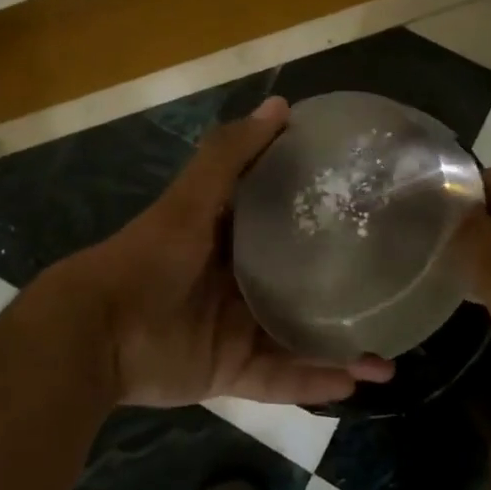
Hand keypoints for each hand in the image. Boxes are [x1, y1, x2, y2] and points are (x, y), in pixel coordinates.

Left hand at [44, 97, 393, 407]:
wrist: (98, 331)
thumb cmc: (151, 256)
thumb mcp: (193, 198)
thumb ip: (232, 154)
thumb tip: (281, 105)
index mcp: (231, 238)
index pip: (285, 224)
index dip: (322, 220)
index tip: (367, 216)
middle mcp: (239, 282)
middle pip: (300, 286)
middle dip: (341, 291)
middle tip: (392, 291)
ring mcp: (237, 330)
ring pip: (300, 339)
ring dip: (341, 348)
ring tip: (390, 355)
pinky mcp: (231, 373)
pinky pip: (282, 379)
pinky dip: (316, 383)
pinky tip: (358, 381)